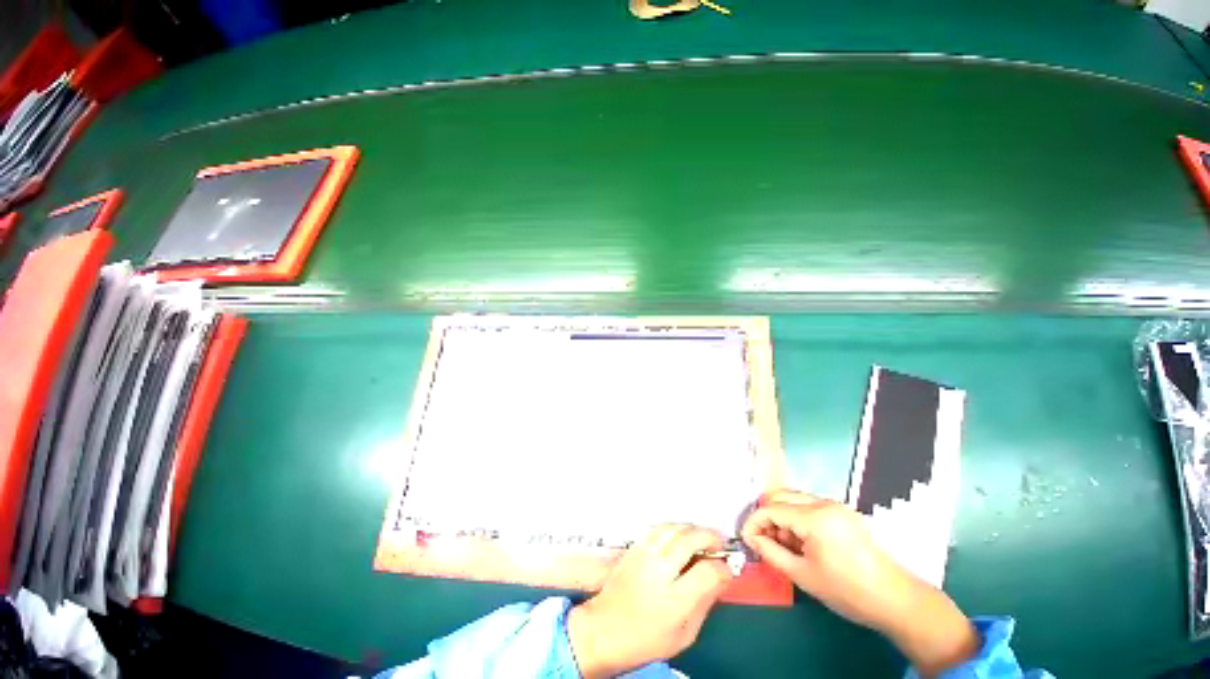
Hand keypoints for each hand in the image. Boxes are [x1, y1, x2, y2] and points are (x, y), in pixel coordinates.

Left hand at [568, 524, 733, 677]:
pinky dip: (675, 527)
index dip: (722, 567)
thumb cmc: (647, 639)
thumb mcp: (685, 634)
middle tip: (719, 544)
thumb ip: (705, 602)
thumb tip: (722, 575)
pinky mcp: (634, 546)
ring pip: (674, 527)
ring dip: (692, 528)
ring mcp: (644, 553)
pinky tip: (680, 536)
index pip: (707, 571)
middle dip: (710, 536)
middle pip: (690, 539)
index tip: (728, 569)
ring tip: (702, 538)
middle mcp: (659, 569)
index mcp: (674, 600)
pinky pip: (659, 527)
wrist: (605, 629)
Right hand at [740, 490, 978, 676]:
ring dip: (782, 517)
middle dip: (766, 516)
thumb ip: (770, 552)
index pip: (771, 508)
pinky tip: (803, 543)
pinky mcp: (843, 512)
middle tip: (764, 541)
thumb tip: (751, 538)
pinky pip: (809, 506)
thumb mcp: (803, 575)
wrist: (896, 600)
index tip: (746, 539)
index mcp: (815, 517)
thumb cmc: (848, 591)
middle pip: (780, 495)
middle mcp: (824, 503)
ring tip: (785, 545)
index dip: (754, 522)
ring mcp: (836, 505)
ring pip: (793, 499)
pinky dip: (797, 519)